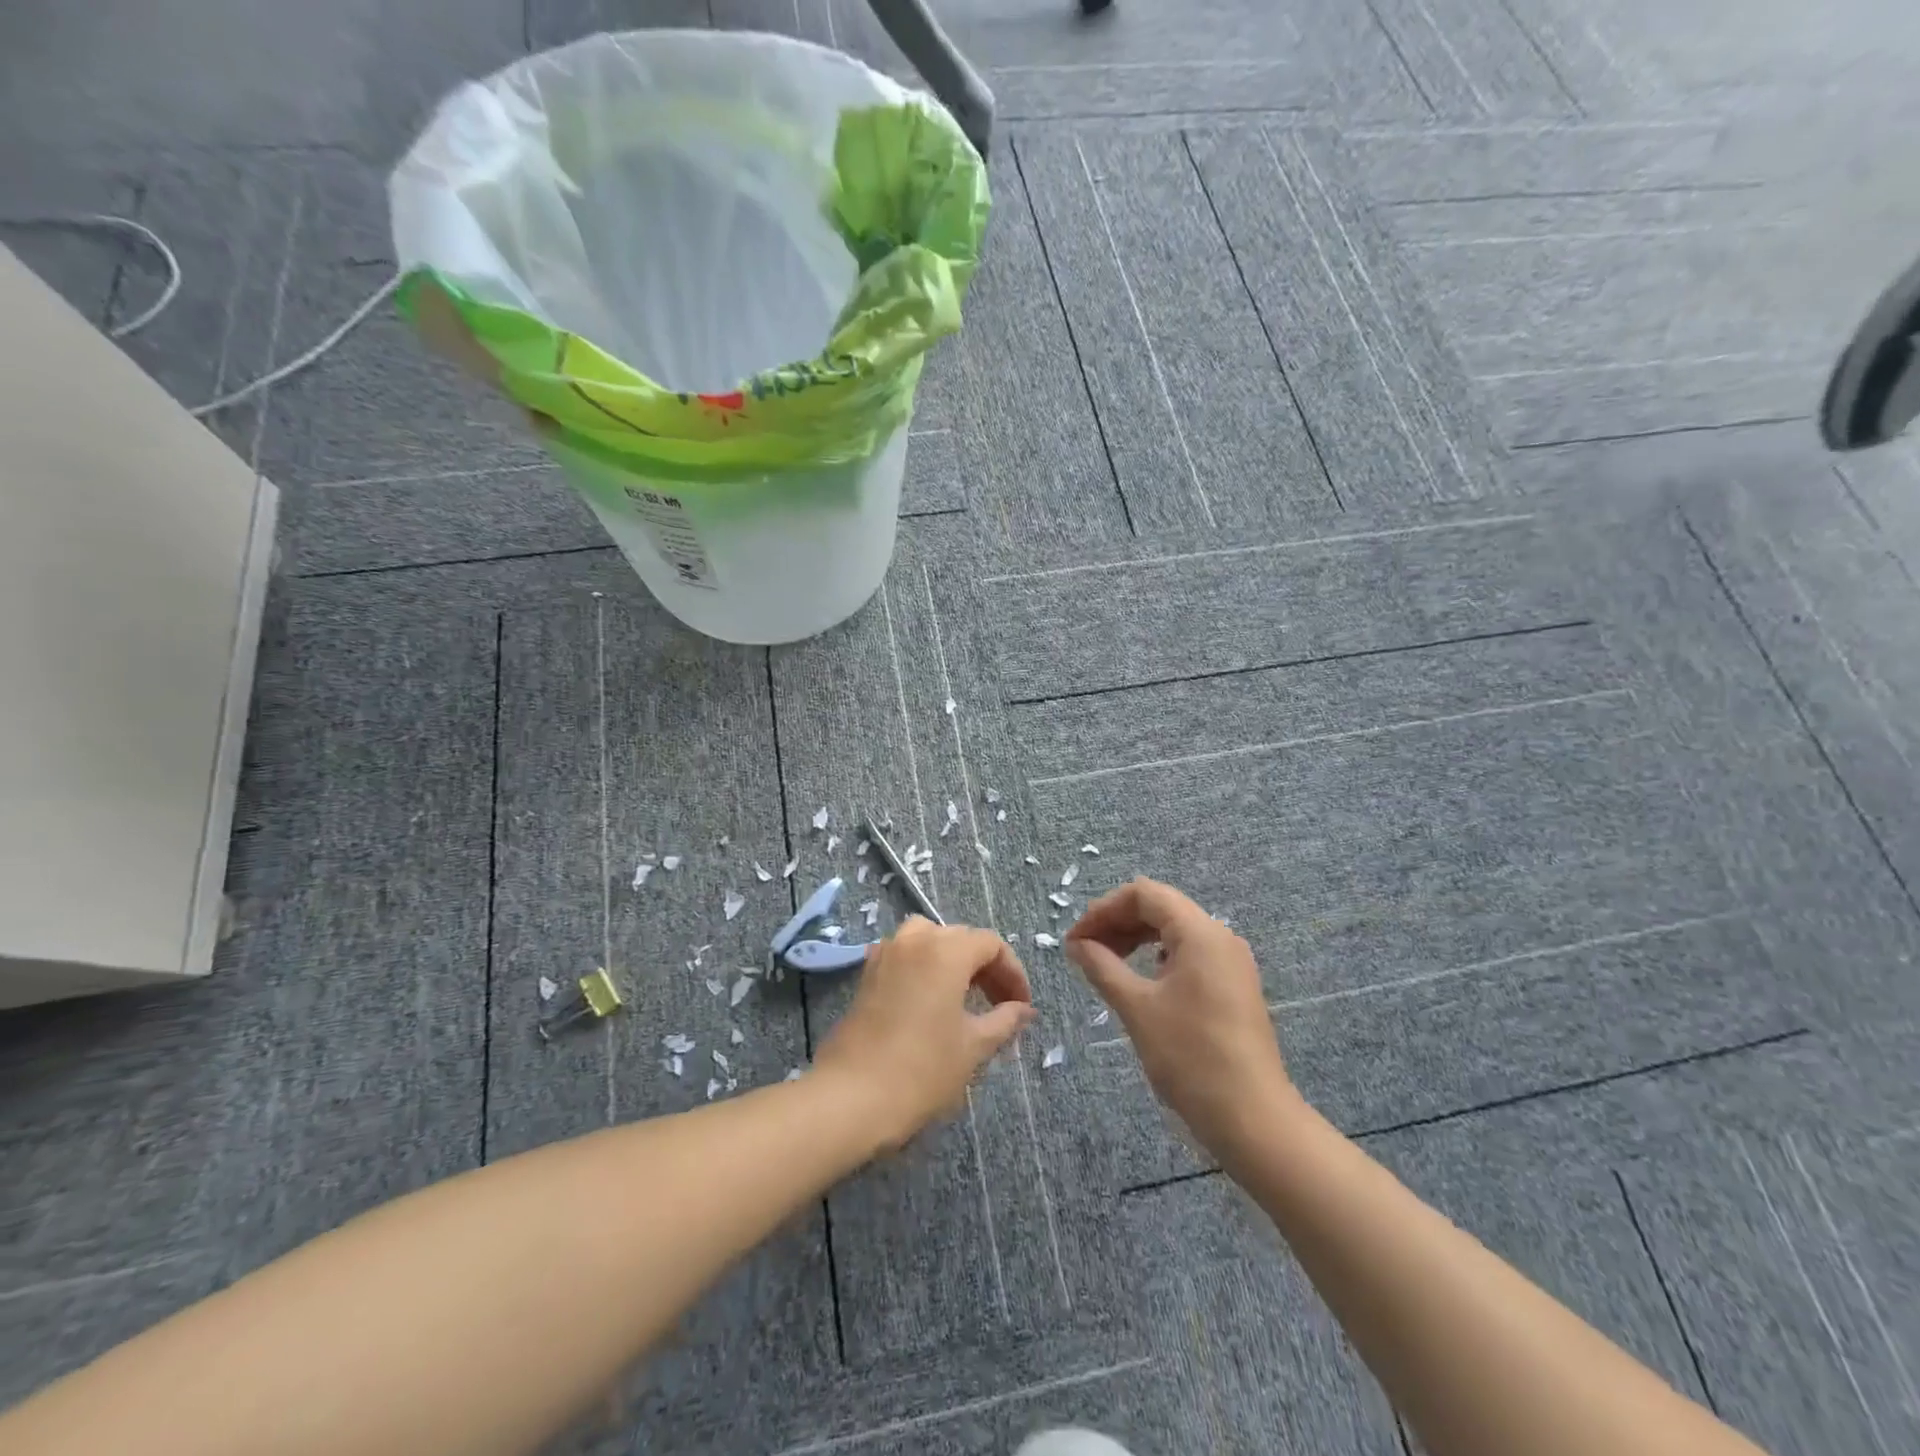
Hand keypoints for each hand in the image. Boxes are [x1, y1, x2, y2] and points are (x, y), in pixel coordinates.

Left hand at [814, 918, 1035, 1150]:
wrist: (852, 1096)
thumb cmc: (922, 1069)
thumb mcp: (973, 1046)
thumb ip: (1004, 1020)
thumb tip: (1024, 1009)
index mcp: (946, 950)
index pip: (991, 944)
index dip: (1013, 972)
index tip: (1022, 1006)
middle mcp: (915, 939)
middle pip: (960, 938)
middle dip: (986, 967)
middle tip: (1001, 1005)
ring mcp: (886, 954)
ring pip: (929, 940)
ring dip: (953, 961)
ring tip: (965, 997)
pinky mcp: (867, 974)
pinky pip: (905, 955)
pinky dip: (924, 967)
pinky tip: (930, 1001)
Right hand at [1066, 878, 1297, 1159]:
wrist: (1252, 1119)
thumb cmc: (1190, 1057)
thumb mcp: (1136, 1007)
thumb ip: (1102, 966)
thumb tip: (1077, 943)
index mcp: (1200, 932)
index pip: (1144, 894)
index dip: (1103, 909)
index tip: (1076, 939)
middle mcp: (1220, 936)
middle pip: (1160, 907)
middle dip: (1118, 922)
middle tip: (1084, 951)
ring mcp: (1231, 962)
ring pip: (1175, 930)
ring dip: (1136, 938)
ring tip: (1106, 963)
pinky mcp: (1234, 985)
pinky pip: (1190, 953)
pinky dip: (1157, 955)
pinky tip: (1142, 979)